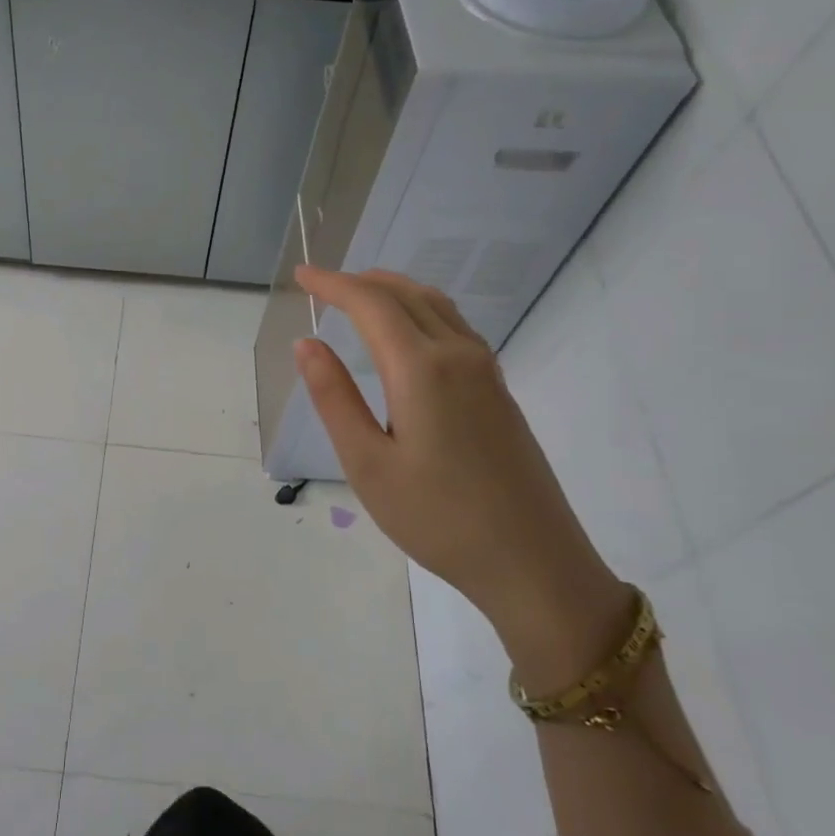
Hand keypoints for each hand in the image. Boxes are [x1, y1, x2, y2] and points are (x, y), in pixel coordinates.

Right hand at [293, 266, 626, 674]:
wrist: (533, 561)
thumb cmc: (437, 518)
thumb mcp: (368, 464)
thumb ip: (335, 398)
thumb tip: (306, 343)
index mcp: (422, 369)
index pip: (371, 305)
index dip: (333, 284)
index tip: (301, 274)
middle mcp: (458, 355)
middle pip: (407, 295)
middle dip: (362, 281)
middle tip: (323, 284)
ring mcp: (486, 371)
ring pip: (437, 306)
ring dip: (395, 291)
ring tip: (360, 296)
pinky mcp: (499, 391)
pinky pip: (455, 327)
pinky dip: (421, 310)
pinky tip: (409, 333)